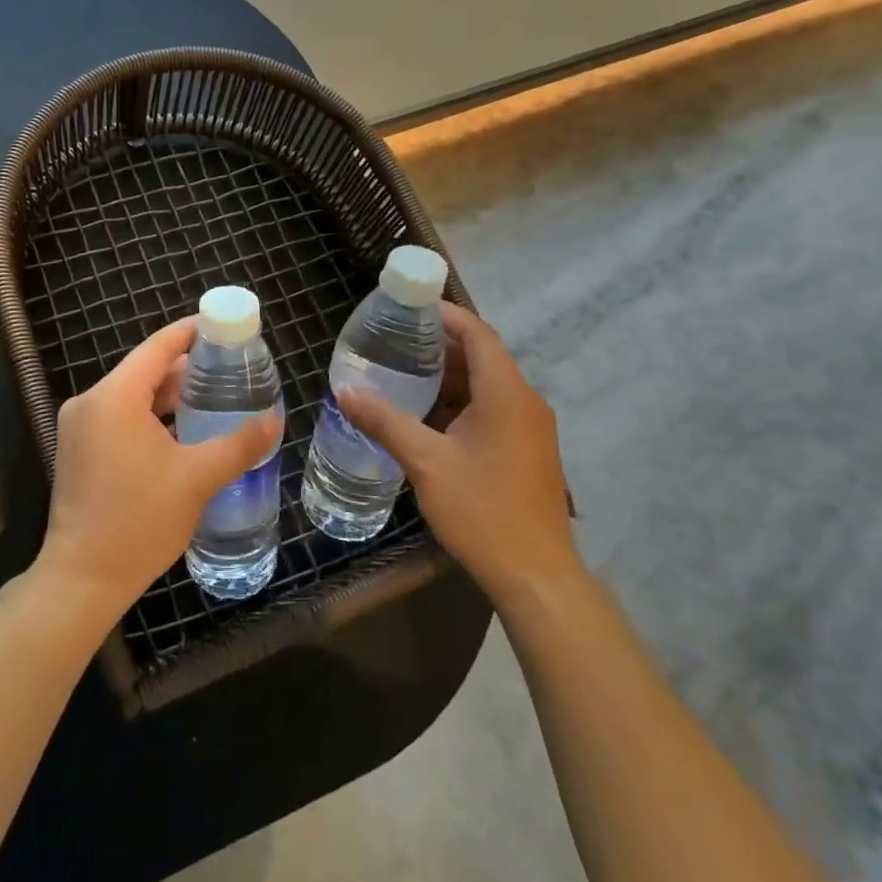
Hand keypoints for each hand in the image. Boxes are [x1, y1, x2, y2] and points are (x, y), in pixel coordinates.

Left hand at [37, 316, 280, 619]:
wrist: (83, 579)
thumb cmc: (139, 521)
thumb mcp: (197, 478)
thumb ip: (238, 444)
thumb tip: (273, 420)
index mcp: (114, 396)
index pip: (158, 347)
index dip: (192, 332)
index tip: (225, 327)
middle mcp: (91, 402)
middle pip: (145, 370)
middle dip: (187, 367)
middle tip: (230, 367)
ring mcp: (80, 427)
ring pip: (132, 396)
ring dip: (169, 394)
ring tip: (214, 395)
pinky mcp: (78, 450)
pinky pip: (120, 417)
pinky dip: (151, 416)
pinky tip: (183, 429)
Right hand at [339, 303, 578, 594]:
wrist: (536, 575)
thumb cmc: (483, 510)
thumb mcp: (426, 462)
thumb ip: (385, 421)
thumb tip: (345, 391)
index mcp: (506, 394)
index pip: (478, 333)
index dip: (446, 314)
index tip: (409, 306)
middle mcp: (525, 402)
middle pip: (483, 356)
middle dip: (441, 344)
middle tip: (395, 339)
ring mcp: (531, 427)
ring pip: (488, 384)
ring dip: (450, 375)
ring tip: (404, 372)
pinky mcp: (528, 449)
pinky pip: (494, 408)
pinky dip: (462, 401)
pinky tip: (428, 414)